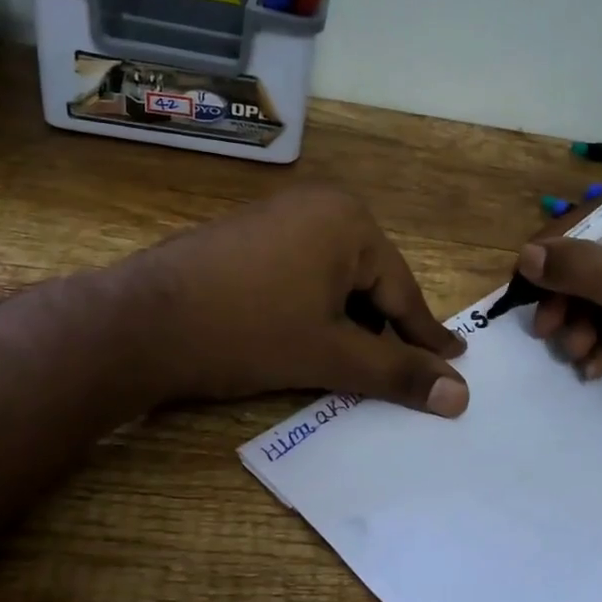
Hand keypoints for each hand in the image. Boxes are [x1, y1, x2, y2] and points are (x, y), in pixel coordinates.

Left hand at [122, 188, 468, 415]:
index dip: (426, 335)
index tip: (456, 358)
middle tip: (403, 368)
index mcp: (350, 222)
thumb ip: (398, 372)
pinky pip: (303, 270)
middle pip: (370, 280)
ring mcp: (280, 215)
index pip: (402, 290)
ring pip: (335, 278)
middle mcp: (319, 205)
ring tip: (354, 360)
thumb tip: (461, 395)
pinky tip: (308, 335)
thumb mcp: (330, 355)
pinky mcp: (250, 233)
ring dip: (348, 319)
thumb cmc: (247, 332)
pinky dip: (315, 305)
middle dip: (384, 327)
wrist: (140, 323)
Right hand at [522, 185, 601, 436]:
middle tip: (545, 329)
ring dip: (582, 323)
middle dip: (569, 296)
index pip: (597, 213)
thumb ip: (581, 269)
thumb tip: (526, 255)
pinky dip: (601, 338)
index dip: (556, 246)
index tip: (524, 280)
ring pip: (601, 288)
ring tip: (577, 352)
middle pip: (595, 254)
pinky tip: (595, 365)